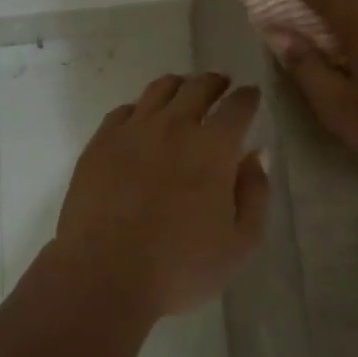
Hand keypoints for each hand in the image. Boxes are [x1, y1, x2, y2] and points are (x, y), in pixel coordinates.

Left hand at [53, 73, 268, 318]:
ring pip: (159, 90)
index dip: (247, 97)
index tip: (251, 94)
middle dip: (214, 82)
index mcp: (213, 148)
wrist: (104, 274)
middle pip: (197, 87)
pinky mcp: (100, 142)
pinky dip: (140, 108)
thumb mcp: (239, 243)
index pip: (237, 106)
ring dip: (178, 86)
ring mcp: (133, 130)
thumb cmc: (180, 267)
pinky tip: (142, 118)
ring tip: (184, 90)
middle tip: (220, 84)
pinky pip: (124, 111)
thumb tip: (257, 154)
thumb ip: (255, 194)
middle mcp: (174, 126)